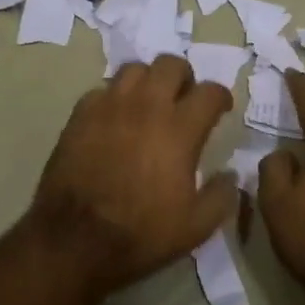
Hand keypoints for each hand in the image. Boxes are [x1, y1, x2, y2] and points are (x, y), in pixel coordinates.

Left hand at [27, 55, 238, 296]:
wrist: (74, 239)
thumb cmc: (140, 233)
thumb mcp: (195, 227)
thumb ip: (221, 196)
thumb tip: (231, 175)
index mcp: (180, 129)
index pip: (210, 92)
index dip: (221, 97)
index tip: (221, 109)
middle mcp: (146, 106)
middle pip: (171, 64)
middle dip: (184, 78)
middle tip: (183, 100)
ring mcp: (109, 106)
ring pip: (134, 69)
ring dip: (148, 81)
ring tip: (149, 103)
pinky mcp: (80, 115)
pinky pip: (102, 90)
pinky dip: (114, 98)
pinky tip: (115, 119)